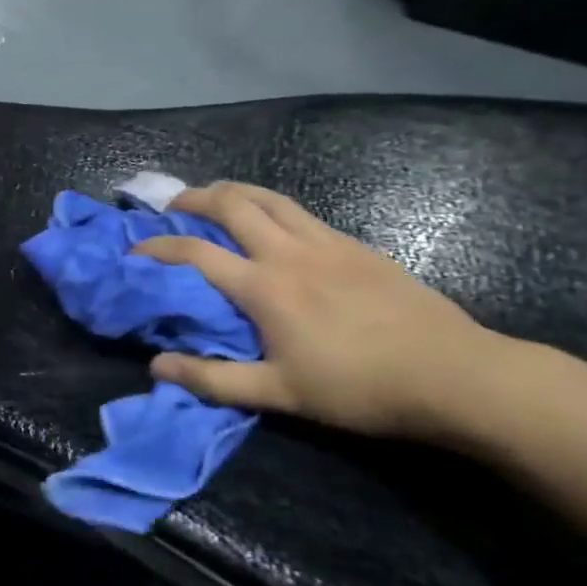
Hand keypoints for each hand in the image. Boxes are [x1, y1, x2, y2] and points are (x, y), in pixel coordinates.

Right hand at [134, 183, 510, 441]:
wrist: (453, 374)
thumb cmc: (359, 388)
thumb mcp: (280, 394)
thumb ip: (214, 379)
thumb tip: (156, 367)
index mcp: (264, 287)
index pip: (195, 253)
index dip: (158, 247)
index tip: (133, 248)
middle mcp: (288, 252)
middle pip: (231, 205)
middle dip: (194, 198)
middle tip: (173, 206)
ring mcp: (326, 243)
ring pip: (269, 197)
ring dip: (233, 191)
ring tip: (215, 196)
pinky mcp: (356, 245)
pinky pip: (302, 212)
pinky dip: (272, 206)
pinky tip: (275, 222)